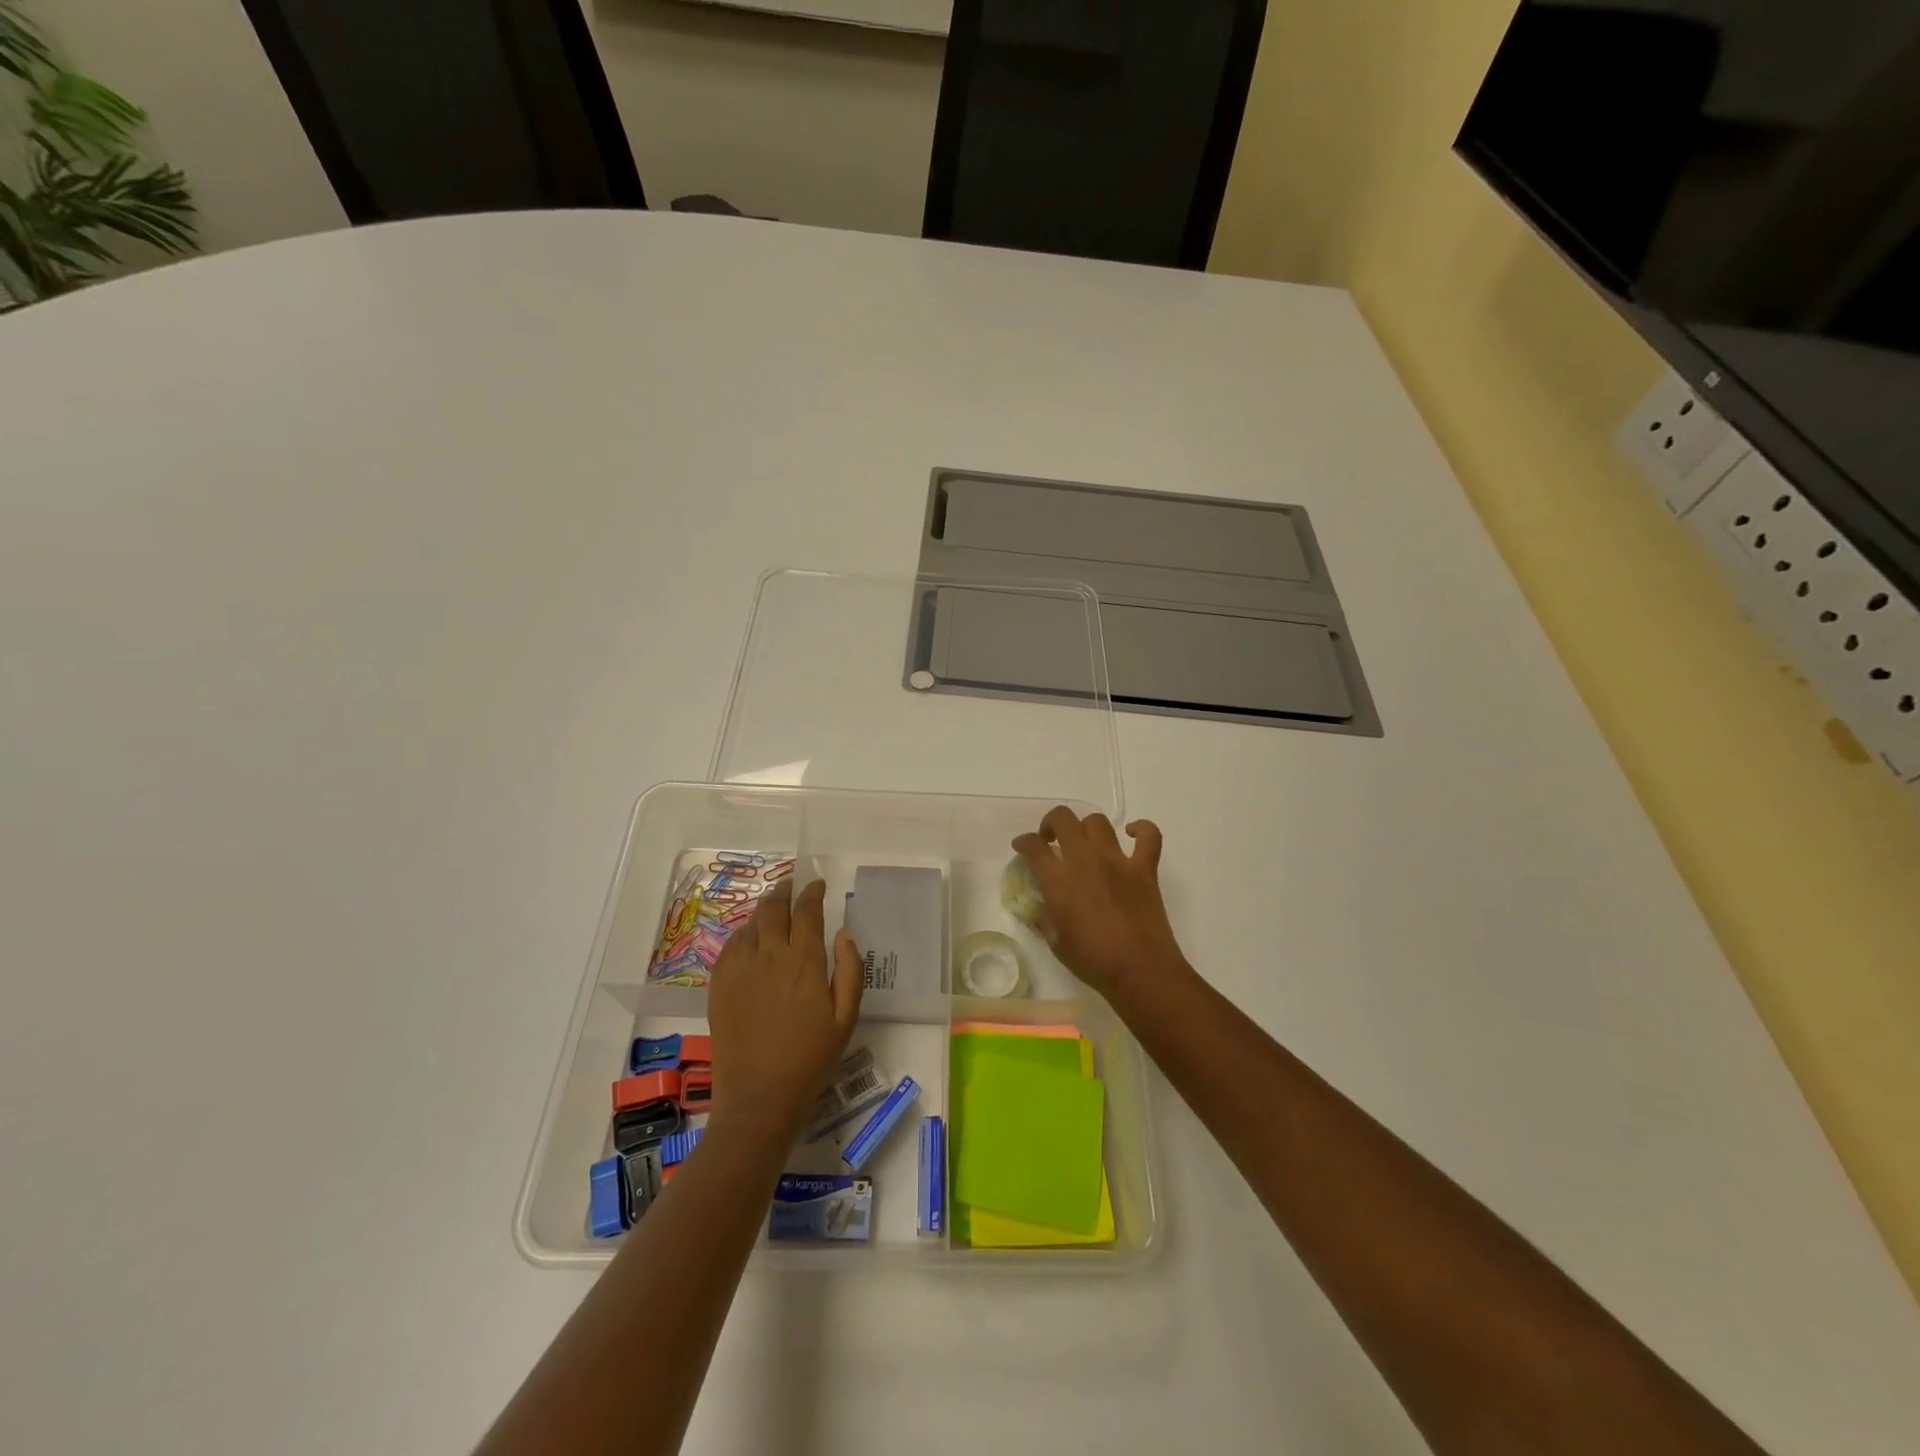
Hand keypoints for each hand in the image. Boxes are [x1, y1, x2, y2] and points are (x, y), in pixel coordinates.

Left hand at [706, 878, 863, 1140]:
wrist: (759, 1096)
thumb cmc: (810, 1059)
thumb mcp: (845, 1017)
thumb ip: (850, 969)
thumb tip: (843, 932)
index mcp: (804, 961)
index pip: (807, 910)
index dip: (812, 891)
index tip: (817, 884)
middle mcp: (770, 954)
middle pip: (774, 907)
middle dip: (785, 891)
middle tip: (792, 886)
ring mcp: (740, 968)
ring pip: (751, 922)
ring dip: (765, 910)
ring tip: (773, 909)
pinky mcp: (719, 984)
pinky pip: (731, 944)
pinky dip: (744, 933)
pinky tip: (751, 940)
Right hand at [1012, 807, 1184, 997]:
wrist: (1139, 970)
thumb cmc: (1092, 960)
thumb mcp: (1056, 943)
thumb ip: (1043, 919)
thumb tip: (1037, 908)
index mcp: (1058, 880)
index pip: (1033, 846)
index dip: (1023, 842)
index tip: (1022, 847)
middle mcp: (1084, 860)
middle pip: (1063, 820)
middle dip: (1051, 823)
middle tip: (1051, 839)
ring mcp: (1117, 860)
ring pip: (1098, 822)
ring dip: (1086, 826)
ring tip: (1085, 841)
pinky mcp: (1144, 868)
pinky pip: (1149, 835)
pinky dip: (1142, 829)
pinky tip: (1132, 834)